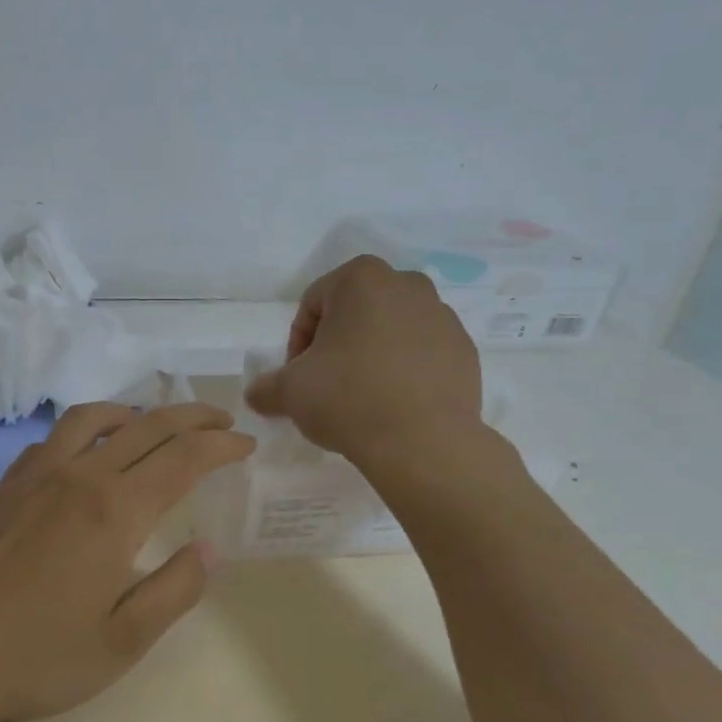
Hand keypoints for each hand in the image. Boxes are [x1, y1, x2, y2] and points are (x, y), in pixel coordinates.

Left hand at [0, 403, 255, 721]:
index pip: (183, 459)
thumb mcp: (121, 643)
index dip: (221, 447)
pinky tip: (90, 448)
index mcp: (114, 511)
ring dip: (137, 412)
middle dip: (192, 419)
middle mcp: (78, 476)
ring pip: (95, 419)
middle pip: (147, 427)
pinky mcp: (5, 484)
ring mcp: (35, 474)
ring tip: (158, 424)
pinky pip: (56, 435)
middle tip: (221, 423)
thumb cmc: (34, 658)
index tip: (246, 446)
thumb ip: (173, 591)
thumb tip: (207, 549)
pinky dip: (89, 426)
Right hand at [245, 256, 482, 464]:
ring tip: (361, 397)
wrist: (423, 442)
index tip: (298, 376)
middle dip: (337, 344)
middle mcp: (407, 285)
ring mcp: (443, 316)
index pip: (313, 304)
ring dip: (371, 355)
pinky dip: (404, 371)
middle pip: (355, 313)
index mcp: (361, 279)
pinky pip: (422, 354)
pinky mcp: (465, 351)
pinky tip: (393, 404)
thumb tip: (256, 394)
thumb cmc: (347, 398)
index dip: (298, 342)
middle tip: (326, 383)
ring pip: (391, 331)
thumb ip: (265, 387)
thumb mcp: (289, 392)